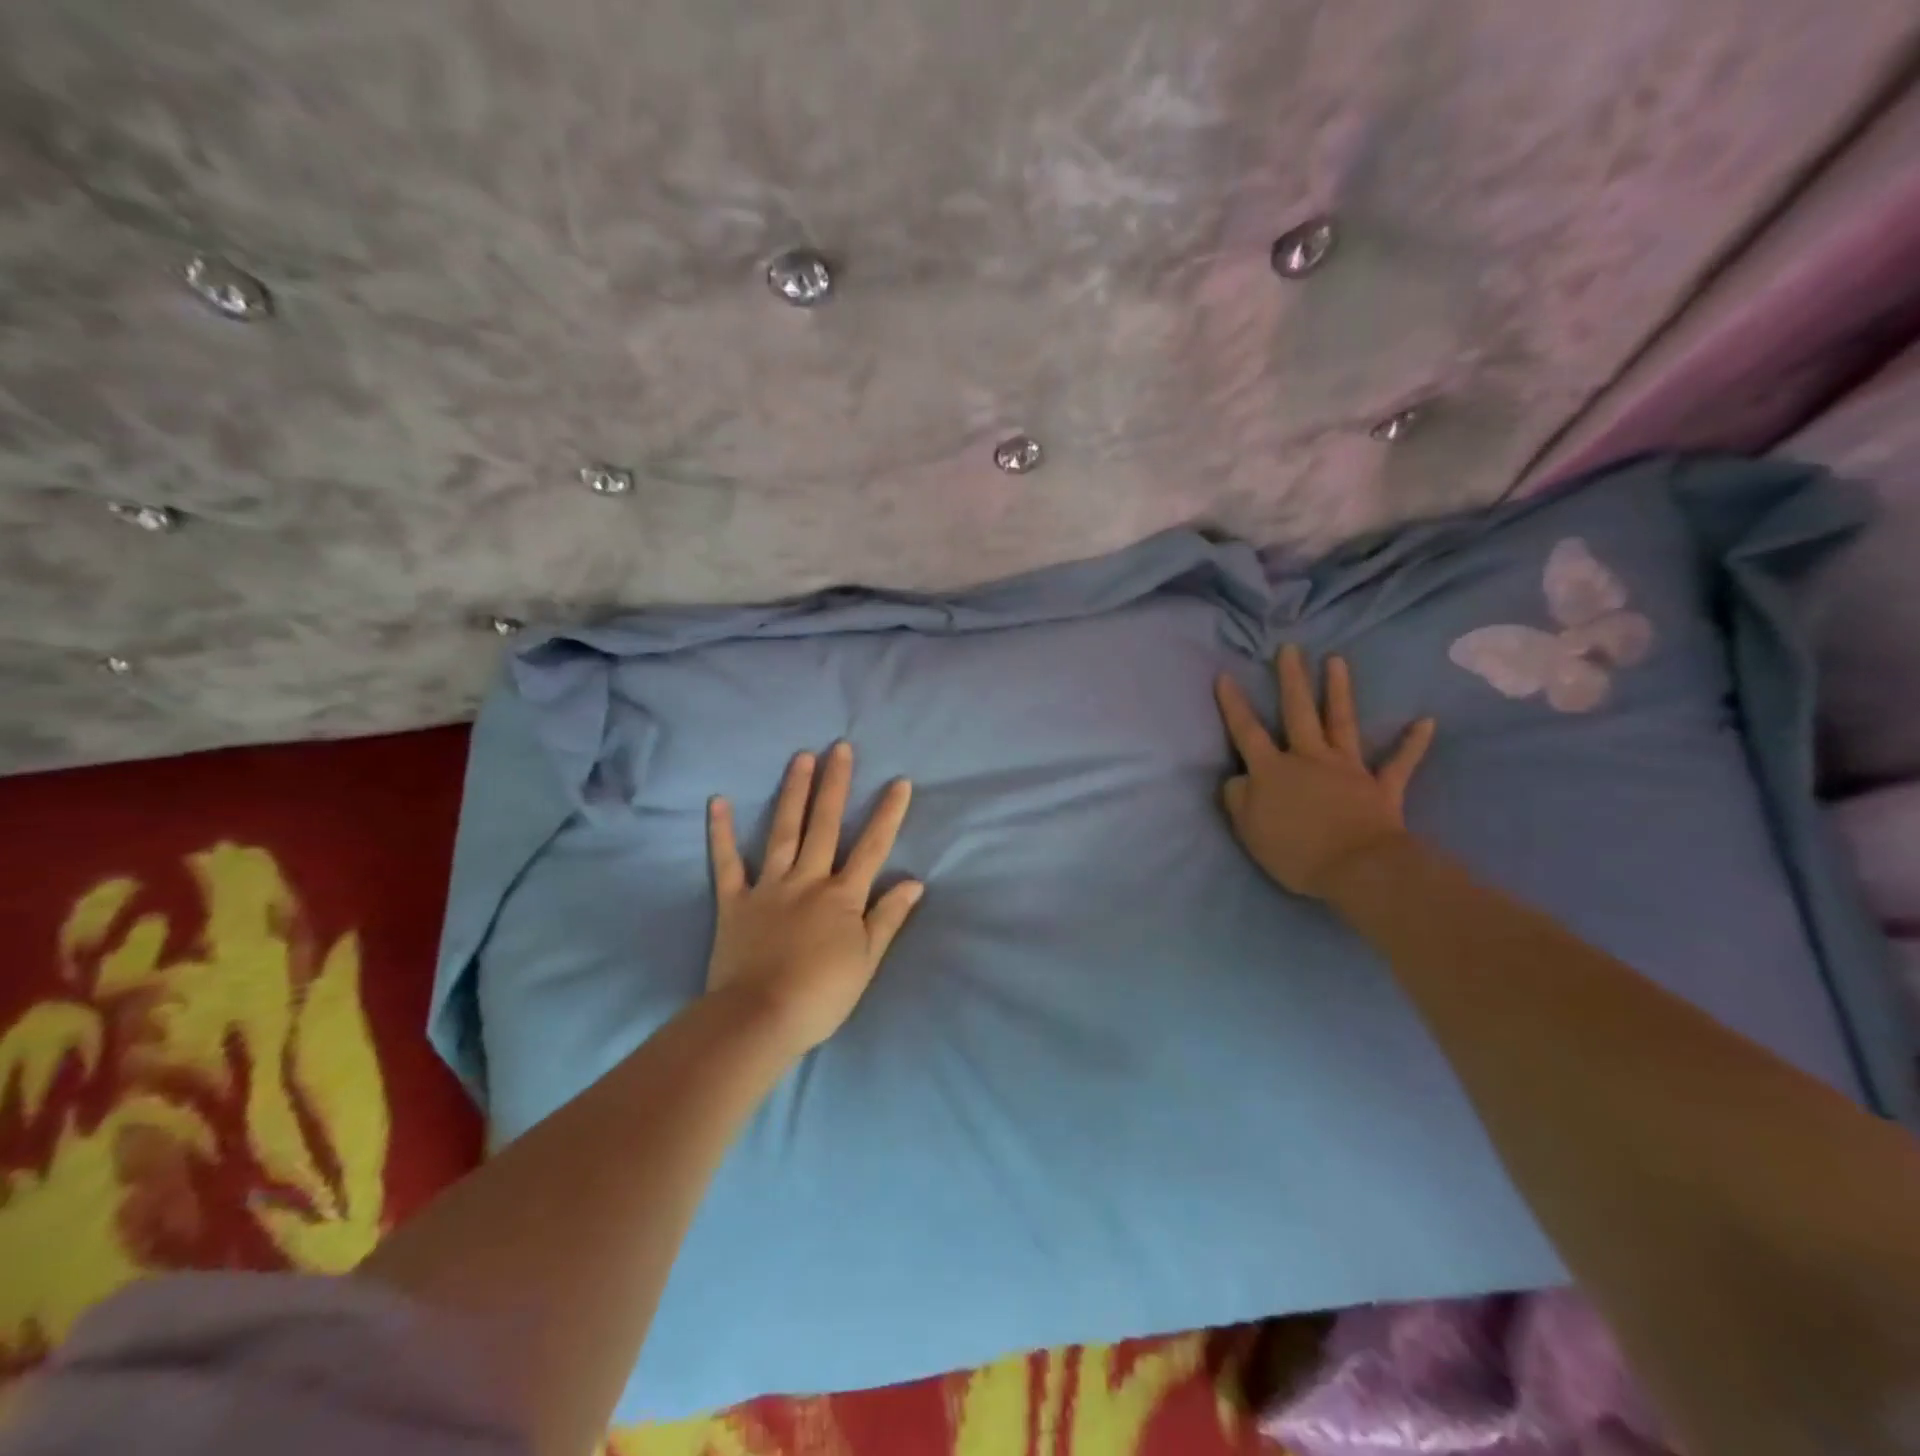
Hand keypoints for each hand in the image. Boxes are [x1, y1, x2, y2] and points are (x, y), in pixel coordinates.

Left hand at [706, 743, 922, 1056]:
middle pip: (824, 825)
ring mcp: (768, 887)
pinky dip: (721, 833)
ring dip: (793, 793)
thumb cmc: (821, 994)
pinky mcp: (734, 901)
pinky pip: (726, 862)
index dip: (887, 813)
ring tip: (801, 757)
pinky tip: (718, 801)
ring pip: (783, 831)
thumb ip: (888, 916)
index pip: (872, 847)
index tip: (899, 781)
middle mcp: (807, 880)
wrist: (760, 1018)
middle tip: (840, 747)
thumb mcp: (867, 960)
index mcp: (842, 896)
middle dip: (835, 785)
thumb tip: (914, 881)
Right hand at [1214, 645, 1435, 899]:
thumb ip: (1238, 797)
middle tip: (1290, 649)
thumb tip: (1239, 777)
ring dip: (1339, 691)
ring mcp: (1347, 769)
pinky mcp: (1380, 788)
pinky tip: (1426, 721)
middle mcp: (1308, 758)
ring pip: (1342, 722)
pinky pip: (1399, 763)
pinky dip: (1412, 743)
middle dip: (1291, 679)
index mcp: (1272, 769)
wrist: (1357, 869)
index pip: (1246, 731)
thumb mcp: (1248, 828)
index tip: (1225, 676)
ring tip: (1337, 660)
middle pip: (1297, 712)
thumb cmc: (1295, 851)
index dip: (1234, 705)